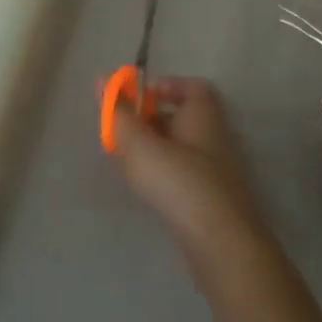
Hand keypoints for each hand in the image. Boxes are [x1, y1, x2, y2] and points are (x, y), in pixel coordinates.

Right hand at [111, 77, 272, 269]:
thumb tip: (101, 80)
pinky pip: (182, 174)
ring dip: (152, 150)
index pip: (192, 88)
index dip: (165, 87)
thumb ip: (119, 114)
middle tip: (120, 132)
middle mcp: (214, 137)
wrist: (220, 242)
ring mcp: (216, 170)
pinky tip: (143, 187)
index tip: (137, 97)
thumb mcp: (140, 145)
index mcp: (203, 116)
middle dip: (149, 121)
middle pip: (181, 118)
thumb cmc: (179, 182)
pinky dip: (161, 173)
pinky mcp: (211, 197)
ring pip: (180, 148)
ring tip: (124, 162)